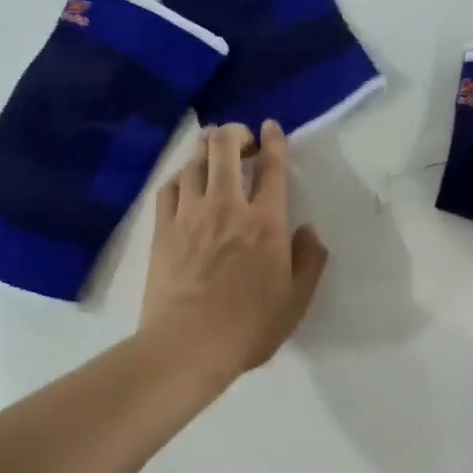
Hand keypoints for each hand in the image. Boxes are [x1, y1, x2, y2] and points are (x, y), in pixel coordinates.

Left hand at [140, 120, 328, 379]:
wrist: (189, 344)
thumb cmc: (249, 326)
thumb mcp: (297, 300)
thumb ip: (309, 260)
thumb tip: (308, 229)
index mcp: (265, 222)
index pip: (272, 167)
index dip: (274, 140)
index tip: (272, 128)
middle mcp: (227, 206)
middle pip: (225, 148)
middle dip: (235, 133)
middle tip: (242, 140)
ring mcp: (190, 215)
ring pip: (194, 162)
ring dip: (206, 149)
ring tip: (212, 151)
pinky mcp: (162, 229)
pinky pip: (168, 187)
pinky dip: (179, 176)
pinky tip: (184, 182)